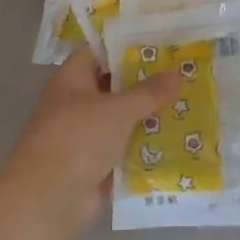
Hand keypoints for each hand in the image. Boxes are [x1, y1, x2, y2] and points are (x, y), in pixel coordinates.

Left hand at [0, 50, 179, 239]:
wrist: (50, 197)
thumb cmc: (78, 138)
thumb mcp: (117, 109)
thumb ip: (147, 92)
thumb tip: (177, 73)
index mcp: (72, 81)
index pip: (99, 52)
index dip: (126, 46)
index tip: (160, 43)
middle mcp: (77, 104)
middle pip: (114, 87)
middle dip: (146, 82)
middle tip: (183, 72)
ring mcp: (87, 136)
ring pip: (123, 120)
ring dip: (150, 116)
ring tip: (190, 103)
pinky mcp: (98, 164)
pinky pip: (127, 149)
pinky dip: (147, 146)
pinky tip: (179, 139)